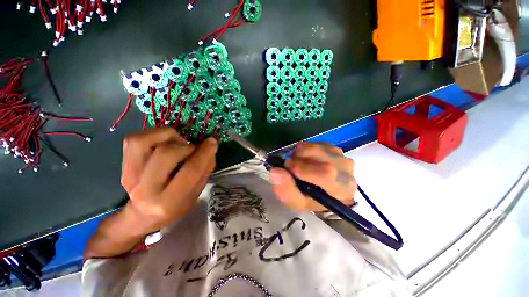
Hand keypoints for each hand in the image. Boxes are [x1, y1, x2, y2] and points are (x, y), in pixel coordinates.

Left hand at [121, 127, 217, 231]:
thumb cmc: (176, 205)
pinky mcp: (123, 165)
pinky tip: (164, 143)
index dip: (204, 153)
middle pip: (166, 154)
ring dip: (168, 137)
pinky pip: (134, 139)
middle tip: (192, 150)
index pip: (190, 170)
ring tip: (177, 145)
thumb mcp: (197, 192)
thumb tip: (210, 145)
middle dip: (186, 147)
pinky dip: (153, 135)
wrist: (143, 215)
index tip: (212, 142)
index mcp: (170, 200)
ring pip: (144, 141)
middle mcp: (146, 189)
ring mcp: (130, 175)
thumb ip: (205, 169)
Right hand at [269, 142, 355, 211]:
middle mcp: (346, 169)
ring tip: (298, 164)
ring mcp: (341, 155)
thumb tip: (275, 171)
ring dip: (299, 154)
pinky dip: (304, 149)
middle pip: (318, 155)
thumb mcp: (297, 202)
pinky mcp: (334, 147)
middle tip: (290, 167)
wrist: (325, 192)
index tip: (288, 168)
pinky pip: (314, 143)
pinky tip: (306, 160)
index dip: (302, 168)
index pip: (325, 173)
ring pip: (314, 147)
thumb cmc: (312, 200)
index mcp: (342, 189)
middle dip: (297, 159)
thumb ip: (286, 190)